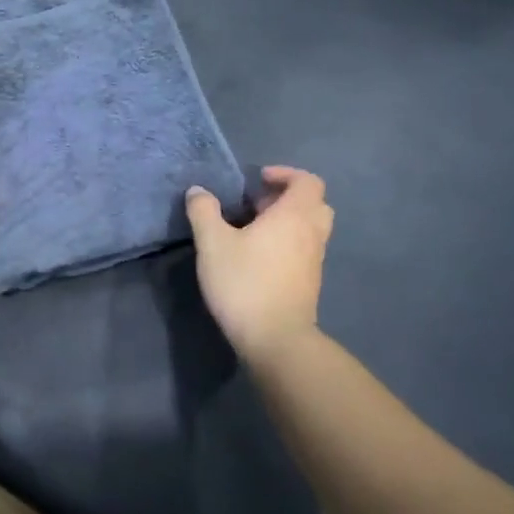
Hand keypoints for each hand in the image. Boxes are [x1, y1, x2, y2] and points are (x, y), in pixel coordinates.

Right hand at [186, 166, 334, 360]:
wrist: (276, 339)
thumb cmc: (245, 283)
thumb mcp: (212, 243)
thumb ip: (204, 212)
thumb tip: (198, 191)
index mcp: (294, 216)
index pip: (307, 181)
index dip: (285, 174)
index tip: (257, 180)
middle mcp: (311, 233)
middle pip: (313, 203)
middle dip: (286, 197)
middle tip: (256, 205)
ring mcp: (315, 260)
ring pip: (310, 228)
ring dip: (287, 221)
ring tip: (253, 230)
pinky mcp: (310, 282)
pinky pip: (305, 249)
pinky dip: (288, 243)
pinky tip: (258, 257)